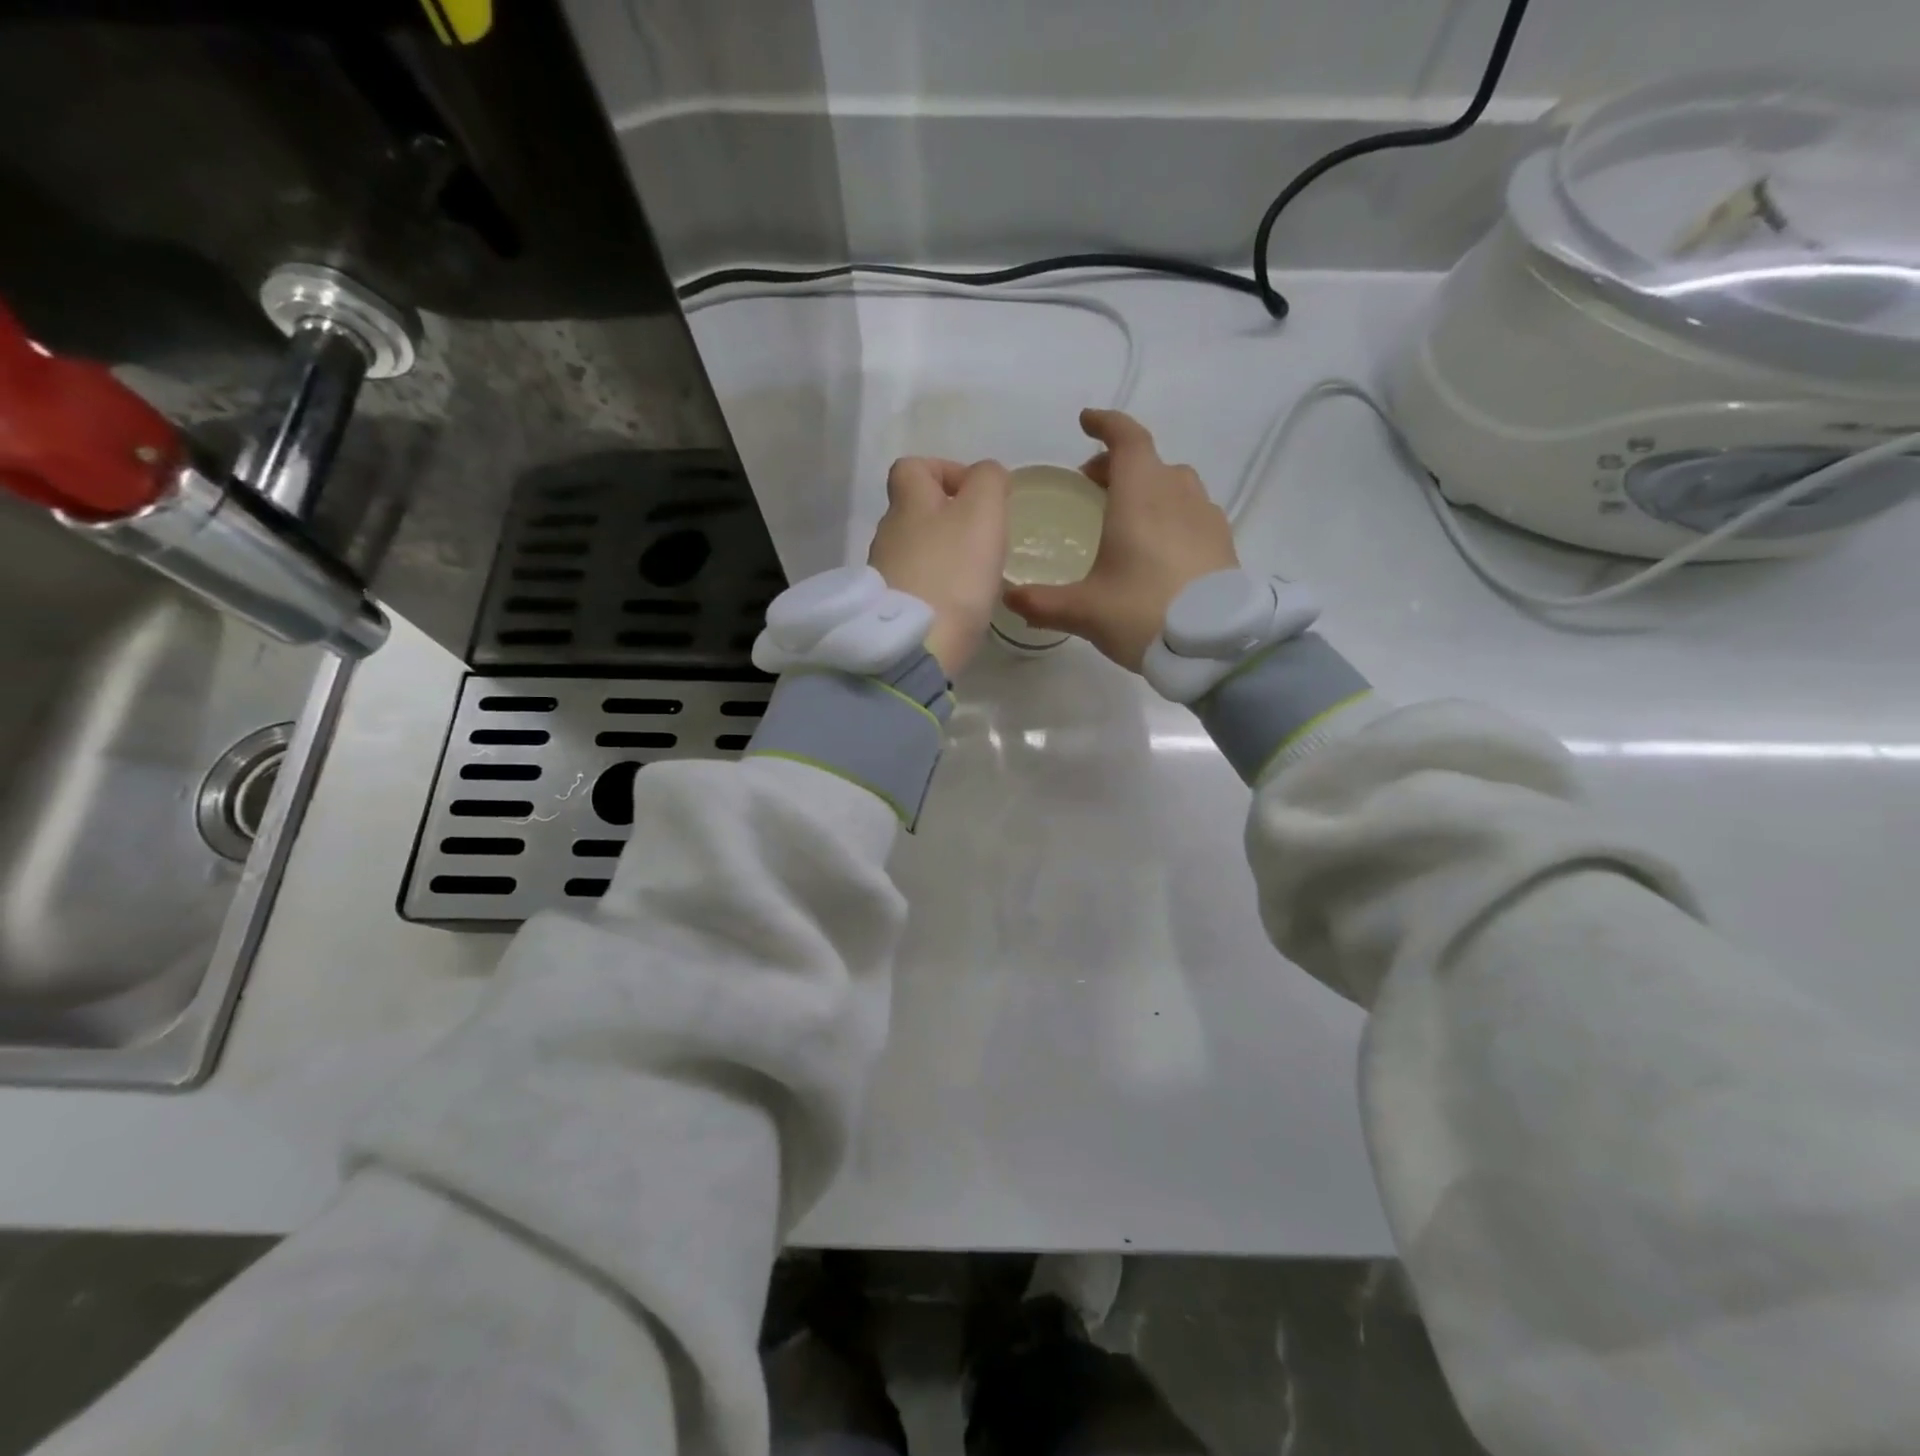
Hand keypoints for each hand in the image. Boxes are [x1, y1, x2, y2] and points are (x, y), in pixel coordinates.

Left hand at [868, 456, 1010, 677]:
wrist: (917, 647)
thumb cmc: (953, 573)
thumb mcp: (982, 513)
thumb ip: (988, 482)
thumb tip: (986, 476)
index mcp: (907, 504)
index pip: (912, 467)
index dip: (944, 470)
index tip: (975, 493)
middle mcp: (888, 534)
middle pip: (915, 511)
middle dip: (950, 519)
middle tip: (984, 540)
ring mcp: (884, 574)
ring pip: (916, 550)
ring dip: (945, 555)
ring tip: (976, 576)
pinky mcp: (890, 610)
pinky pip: (916, 585)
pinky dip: (937, 588)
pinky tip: (959, 605)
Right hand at [1002, 410, 1237, 671]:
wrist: (1214, 647)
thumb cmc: (1143, 614)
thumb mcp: (1084, 611)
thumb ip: (1042, 602)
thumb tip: (1009, 597)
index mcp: (1140, 497)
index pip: (1127, 439)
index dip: (1106, 424)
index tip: (1086, 422)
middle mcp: (1176, 495)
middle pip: (1149, 461)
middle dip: (1119, 464)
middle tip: (1092, 485)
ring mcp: (1206, 517)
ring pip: (1176, 483)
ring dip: (1149, 486)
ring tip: (1128, 515)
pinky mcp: (1223, 542)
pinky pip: (1194, 510)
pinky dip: (1172, 512)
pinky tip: (1161, 545)